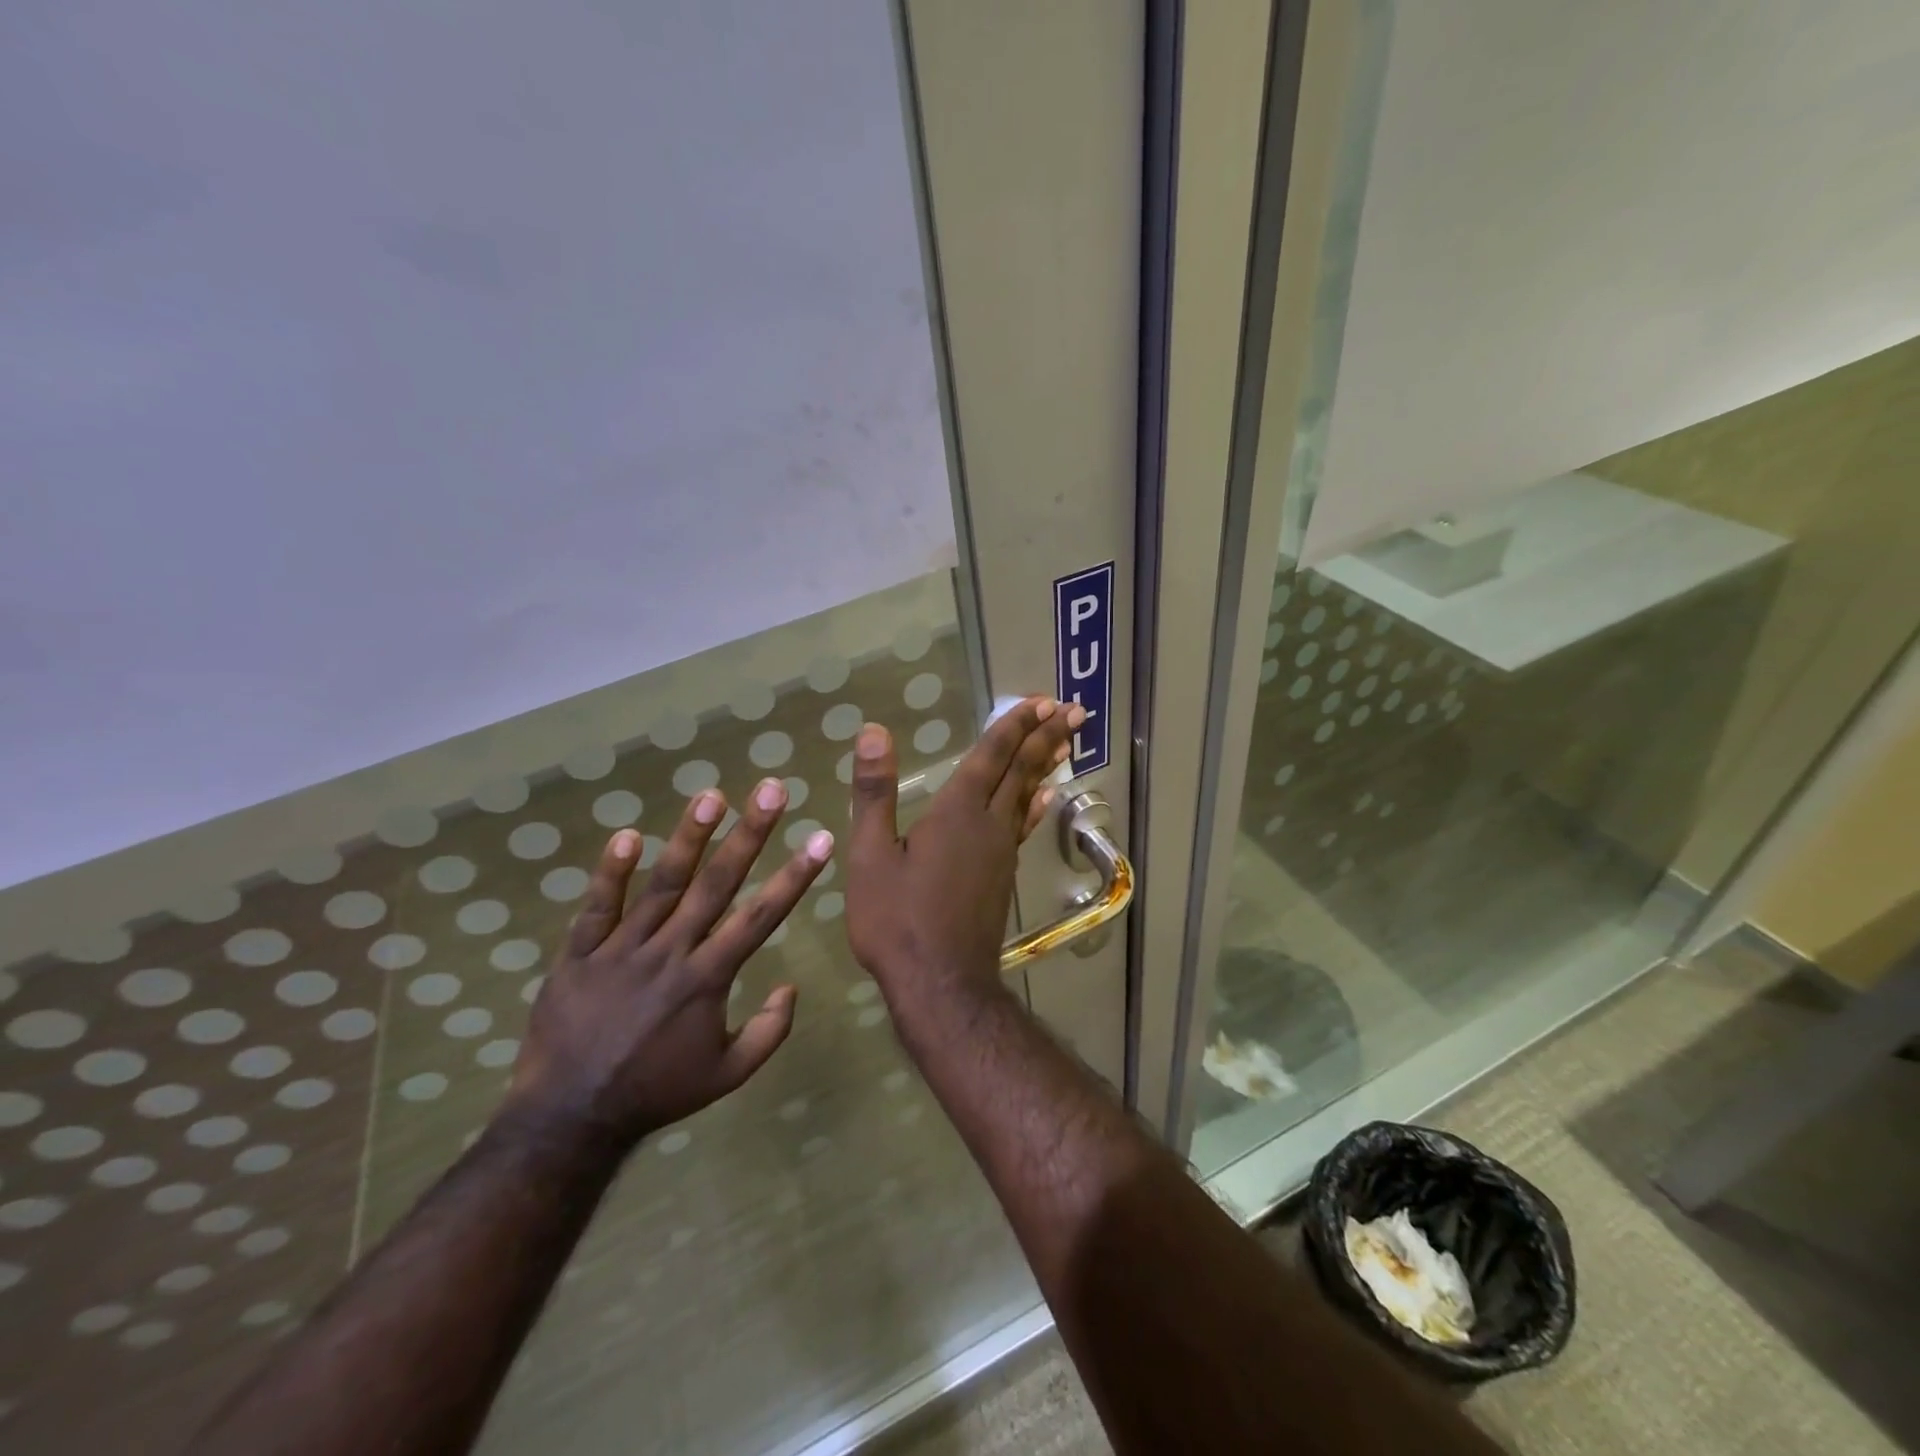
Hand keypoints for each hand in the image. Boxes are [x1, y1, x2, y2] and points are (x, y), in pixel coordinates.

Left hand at [503, 778, 833, 1149]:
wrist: (570, 1118)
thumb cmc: (656, 1092)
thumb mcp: (727, 1075)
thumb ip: (768, 1032)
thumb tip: (791, 987)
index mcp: (708, 978)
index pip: (761, 916)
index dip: (795, 875)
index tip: (820, 837)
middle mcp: (671, 952)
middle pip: (716, 883)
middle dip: (749, 833)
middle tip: (771, 790)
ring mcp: (622, 950)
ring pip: (661, 884)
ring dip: (688, 837)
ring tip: (711, 795)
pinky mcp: (580, 954)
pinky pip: (597, 907)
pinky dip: (611, 872)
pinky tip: (628, 835)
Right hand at [844, 696, 1081, 1017]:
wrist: (940, 983)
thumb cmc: (897, 920)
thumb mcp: (871, 855)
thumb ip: (874, 793)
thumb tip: (873, 731)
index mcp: (956, 812)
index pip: (990, 757)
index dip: (1013, 726)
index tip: (1041, 701)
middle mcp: (988, 824)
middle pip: (1021, 770)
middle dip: (1044, 736)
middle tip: (1072, 709)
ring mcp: (1001, 851)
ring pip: (1029, 796)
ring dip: (1046, 764)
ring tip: (1066, 741)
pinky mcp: (1003, 875)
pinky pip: (1025, 826)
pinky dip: (1038, 804)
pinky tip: (1047, 797)